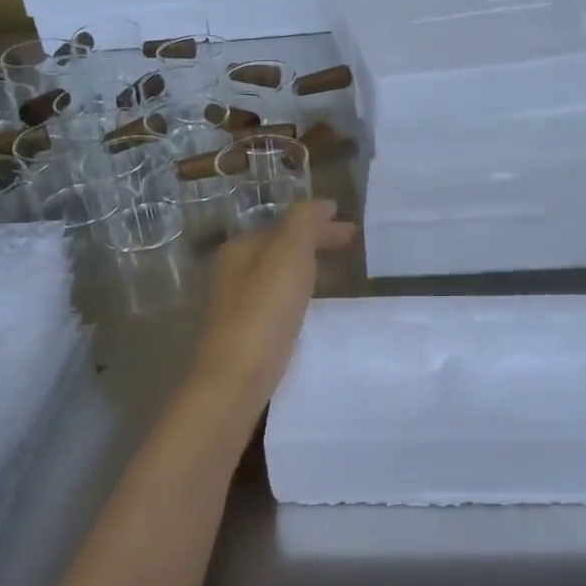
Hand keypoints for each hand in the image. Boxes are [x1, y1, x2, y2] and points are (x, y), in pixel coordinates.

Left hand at [185, 200, 355, 425]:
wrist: (234, 381)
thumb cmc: (263, 313)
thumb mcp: (288, 255)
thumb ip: (304, 222)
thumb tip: (322, 204)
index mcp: (241, 248)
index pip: (287, 225)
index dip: (320, 224)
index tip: (352, 229)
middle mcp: (233, 272)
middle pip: (281, 248)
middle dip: (315, 244)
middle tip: (351, 247)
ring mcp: (236, 305)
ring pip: (279, 276)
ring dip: (308, 270)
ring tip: (338, 278)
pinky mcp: (245, 335)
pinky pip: (279, 303)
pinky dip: (300, 296)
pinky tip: (314, 311)